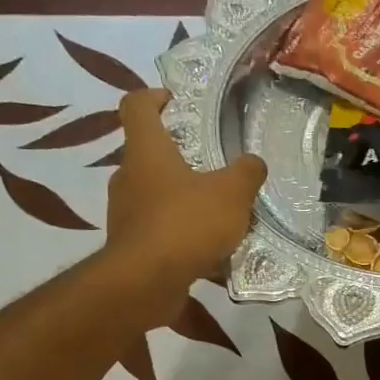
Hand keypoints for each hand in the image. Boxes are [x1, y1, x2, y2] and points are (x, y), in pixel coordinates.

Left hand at [104, 88, 266, 286]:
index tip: (174, 100)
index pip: (137, 106)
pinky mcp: (131, 246)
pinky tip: (208, 250)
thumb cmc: (186, 224)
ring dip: (182, 199)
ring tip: (217, 215)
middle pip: (148, 154)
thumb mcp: (232, 194)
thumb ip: (247, 173)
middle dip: (178, 157)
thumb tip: (254, 163)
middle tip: (212, 167)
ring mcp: (125, 214)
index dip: (154, 96)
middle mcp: (128, 177)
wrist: (146, 282)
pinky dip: (180, 234)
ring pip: (154, 195)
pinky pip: (158, 230)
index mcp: (147, 151)